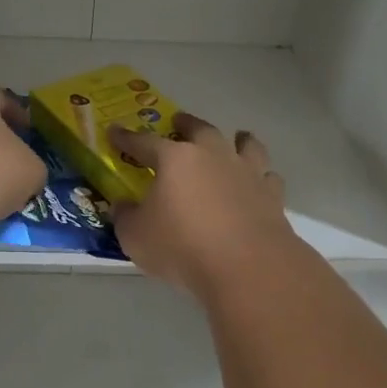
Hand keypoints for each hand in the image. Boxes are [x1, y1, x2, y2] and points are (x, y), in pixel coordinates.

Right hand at [109, 113, 294, 292]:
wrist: (246, 266)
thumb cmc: (182, 247)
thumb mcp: (136, 237)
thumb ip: (126, 217)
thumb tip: (122, 205)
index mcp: (175, 160)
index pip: (144, 142)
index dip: (126, 138)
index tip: (115, 131)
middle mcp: (212, 156)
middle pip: (199, 130)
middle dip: (186, 124)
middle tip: (179, 121)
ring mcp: (246, 173)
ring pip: (245, 145)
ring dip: (238, 139)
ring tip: (237, 138)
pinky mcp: (272, 196)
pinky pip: (268, 176)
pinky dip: (262, 174)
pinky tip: (260, 180)